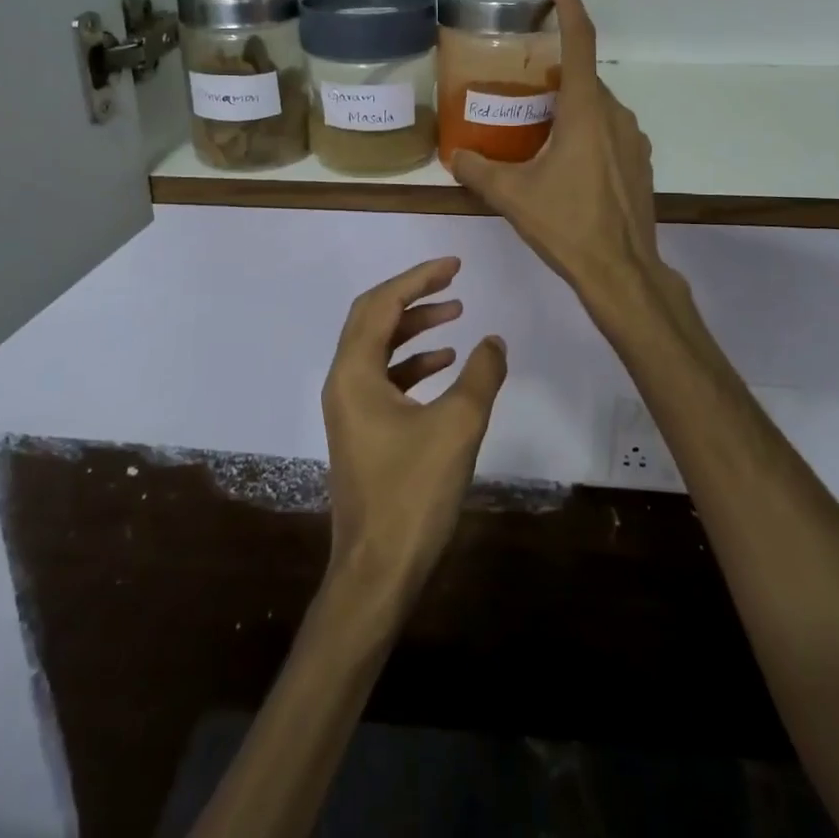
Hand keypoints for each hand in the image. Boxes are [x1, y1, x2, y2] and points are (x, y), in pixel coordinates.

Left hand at [321, 256, 506, 597]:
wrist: (377, 571)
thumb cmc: (412, 494)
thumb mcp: (457, 426)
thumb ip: (481, 375)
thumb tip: (494, 340)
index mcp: (355, 373)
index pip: (382, 304)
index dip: (418, 279)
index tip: (454, 266)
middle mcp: (344, 382)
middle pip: (373, 318)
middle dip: (413, 296)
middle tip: (453, 283)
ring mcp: (350, 408)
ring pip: (379, 348)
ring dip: (414, 328)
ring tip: (456, 317)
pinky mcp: (362, 431)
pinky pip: (385, 378)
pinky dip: (413, 363)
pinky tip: (446, 365)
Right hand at [450, 0, 667, 314]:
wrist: (621, 272)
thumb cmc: (567, 226)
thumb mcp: (512, 196)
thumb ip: (479, 170)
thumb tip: (456, 158)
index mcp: (587, 111)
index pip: (581, 42)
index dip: (570, 6)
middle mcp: (616, 116)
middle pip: (585, 78)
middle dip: (557, 72)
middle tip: (524, 86)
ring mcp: (634, 140)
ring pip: (598, 106)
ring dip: (572, 106)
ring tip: (539, 127)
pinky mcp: (639, 163)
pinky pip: (610, 130)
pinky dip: (587, 130)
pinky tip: (565, 161)